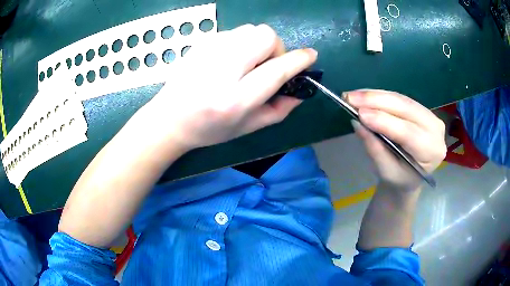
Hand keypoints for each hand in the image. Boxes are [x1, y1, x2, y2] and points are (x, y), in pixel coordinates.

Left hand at [144, 24, 316, 150]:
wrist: (169, 119)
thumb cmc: (209, 129)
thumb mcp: (248, 128)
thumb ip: (279, 110)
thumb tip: (302, 91)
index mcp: (235, 100)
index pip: (275, 71)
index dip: (298, 61)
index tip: (311, 56)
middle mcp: (222, 71)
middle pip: (265, 37)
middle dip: (276, 49)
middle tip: (267, 65)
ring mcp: (208, 52)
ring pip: (251, 30)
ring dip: (259, 44)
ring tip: (249, 62)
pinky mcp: (201, 43)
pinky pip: (235, 32)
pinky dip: (242, 42)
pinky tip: (231, 59)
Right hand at [346, 90, 446, 189]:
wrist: (409, 177)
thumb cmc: (399, 179)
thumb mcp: (386, 171)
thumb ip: (375, 149)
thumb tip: (358, 124)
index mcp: (432, 151)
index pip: (408, 132)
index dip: (384, 121)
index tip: (360, 114)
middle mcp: (436, 130)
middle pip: (407, 109)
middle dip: (377, 101)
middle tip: (351, 98)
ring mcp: (431, 116)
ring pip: (402, 100)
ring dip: (376, 96)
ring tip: (353, 96)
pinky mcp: (422, 109)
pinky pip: (400, 99)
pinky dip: (381, 96)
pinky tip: (365, 96)